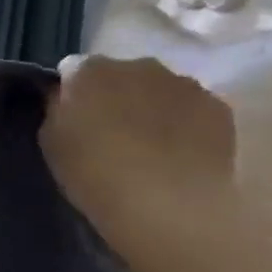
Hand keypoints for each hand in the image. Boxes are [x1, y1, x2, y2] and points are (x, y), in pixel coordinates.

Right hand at [40, 56, 237, 259]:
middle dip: (115, 94)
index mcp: (89, 70)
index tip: (73, 117)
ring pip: (160, 88)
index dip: (72, 92)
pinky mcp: (219, 108)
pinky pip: (193, 108)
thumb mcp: (51, 141)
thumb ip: (59, 109)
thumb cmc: (94, 174)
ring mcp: (183, 84)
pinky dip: (186, 123)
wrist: (167, 206)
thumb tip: (67, 98)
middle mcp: (137, 65)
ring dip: (152, 106)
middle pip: (121, 73)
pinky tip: (180, 153)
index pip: (73, 69)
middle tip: (111, 131)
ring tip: (150, 145)